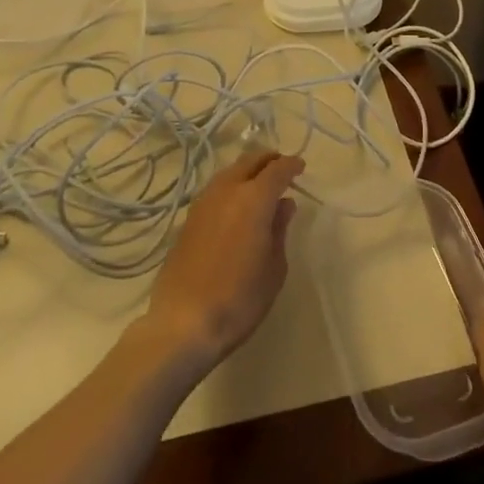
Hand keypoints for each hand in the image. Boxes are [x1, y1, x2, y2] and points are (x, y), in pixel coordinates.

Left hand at [143, 149, 303, 373]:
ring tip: (259, 185)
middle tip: (281, 168)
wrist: (183, 322)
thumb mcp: (274, 268)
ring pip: (229, 172)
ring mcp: (203, 203)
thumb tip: (284, 204)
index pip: (277, 169)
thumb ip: (279, 229)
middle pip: (249, 161)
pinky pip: (215, 190)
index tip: (300, 167)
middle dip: (268, 160)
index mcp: (254, 198)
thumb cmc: (239, 298)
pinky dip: (230, 187)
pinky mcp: (188, 219)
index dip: (291, 165)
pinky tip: (235, 204)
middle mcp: (227, 190)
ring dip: (247, 171)